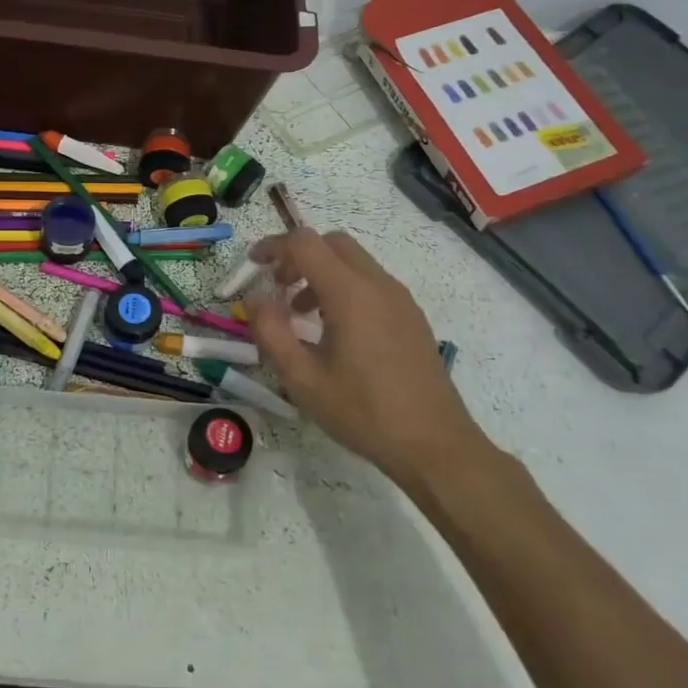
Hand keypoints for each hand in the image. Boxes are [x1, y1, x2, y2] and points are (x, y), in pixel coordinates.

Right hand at [247, 230, 494, 490]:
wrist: (434, 444)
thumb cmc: (362, 412)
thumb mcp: (302, 379)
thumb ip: (271, 332)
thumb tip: (256, 300)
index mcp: (350, 294)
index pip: (305, 243)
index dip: (273, 246)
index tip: (253, 265)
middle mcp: (378, 284)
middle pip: (332, 243)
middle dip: (298, 255)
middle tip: (277, 287)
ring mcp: (400, 299)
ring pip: (354, 261)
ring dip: (321, 272)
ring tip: (301, 314)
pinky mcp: (411, 316)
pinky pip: (371, 282)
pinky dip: (344, 287)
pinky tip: (335, 331)